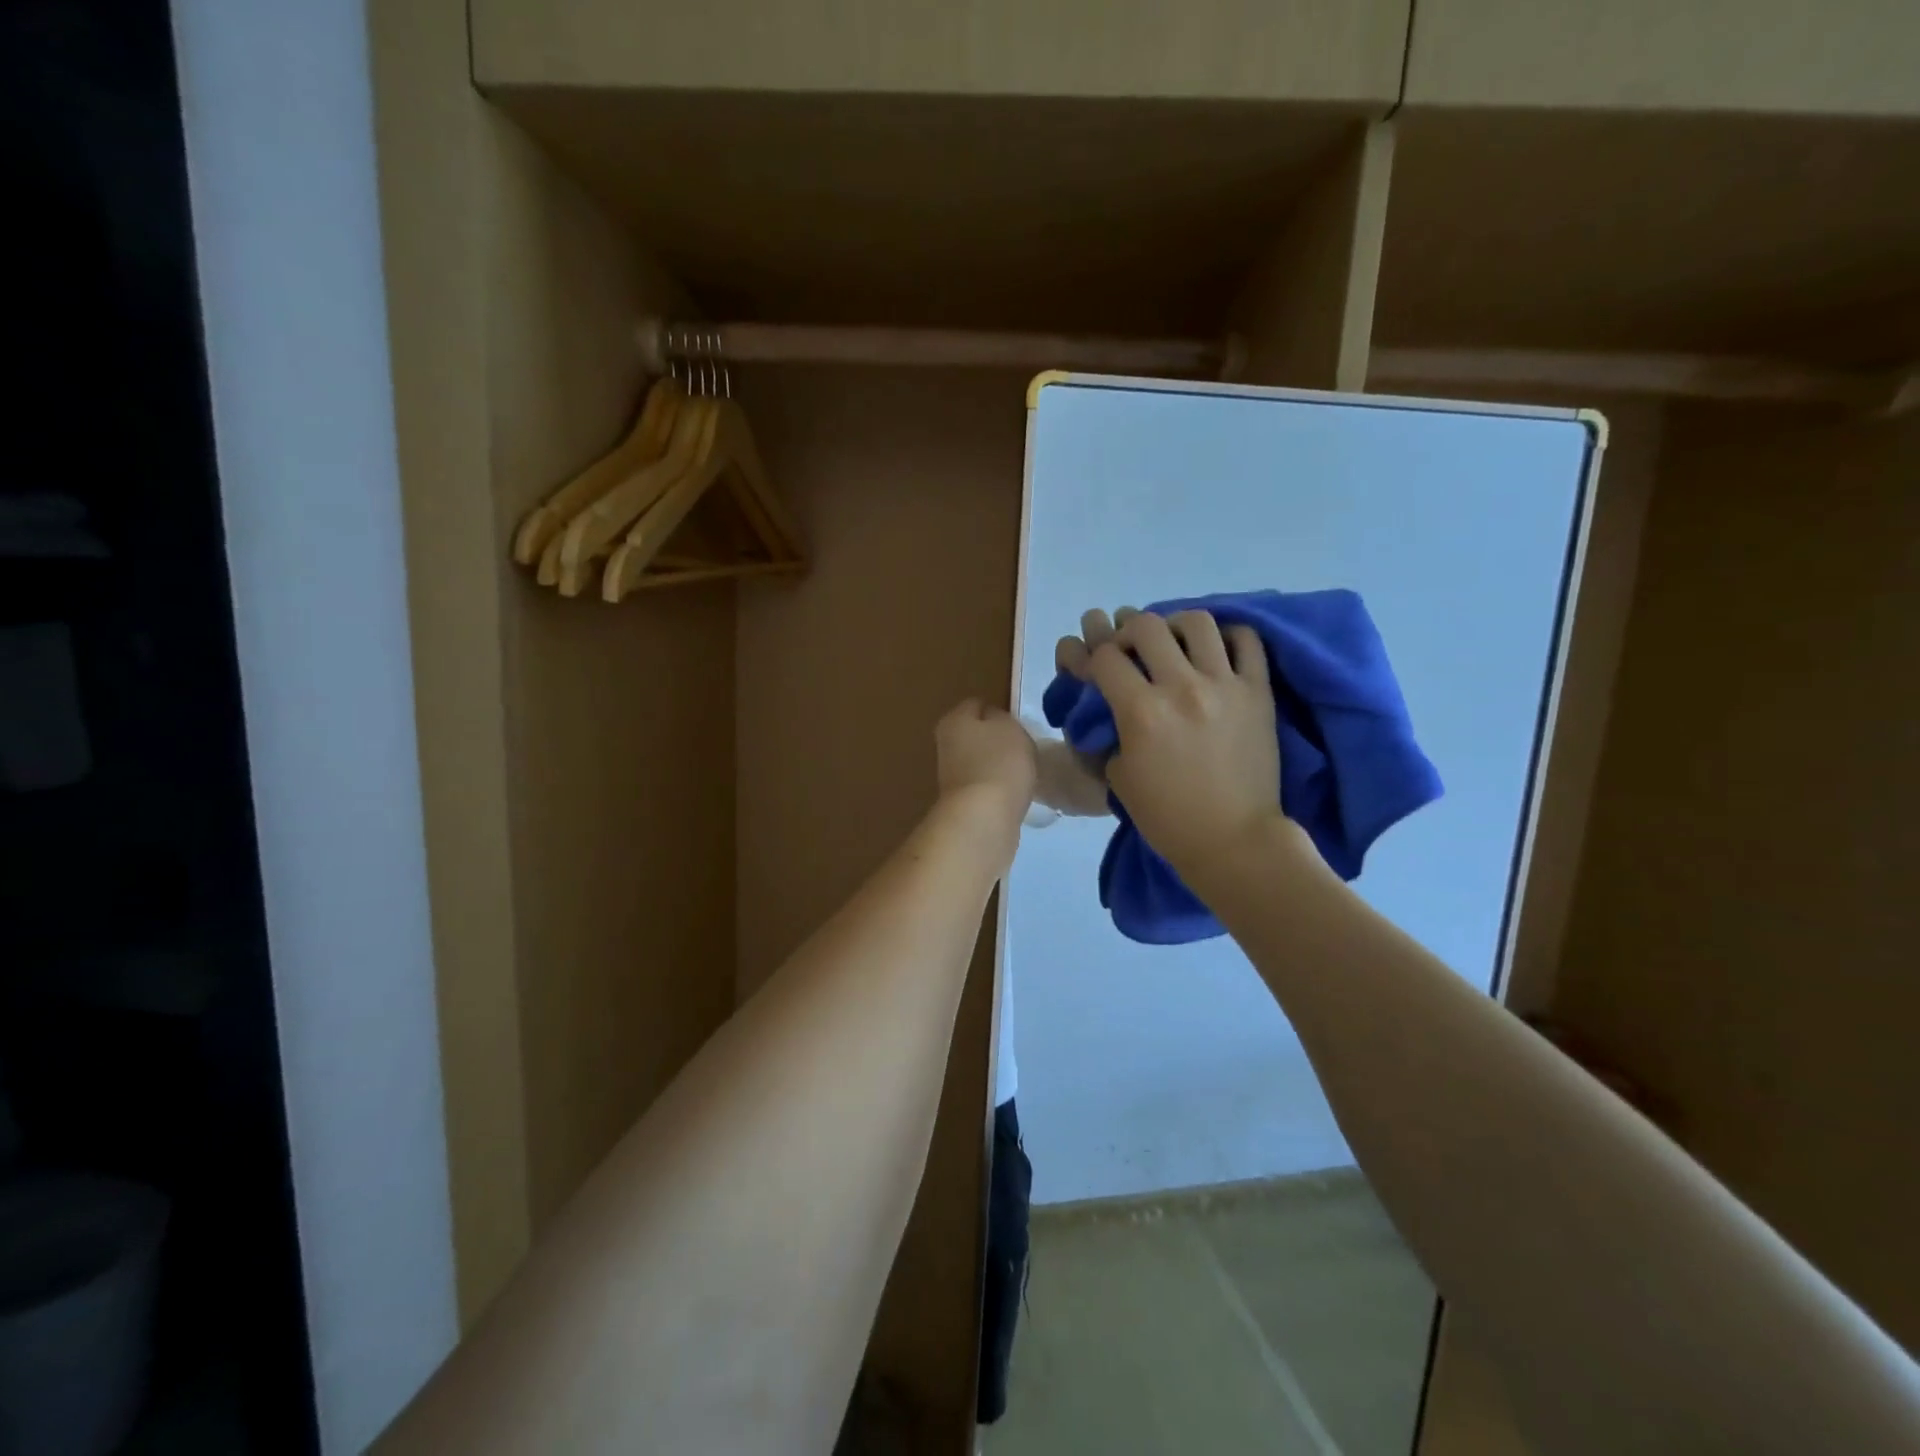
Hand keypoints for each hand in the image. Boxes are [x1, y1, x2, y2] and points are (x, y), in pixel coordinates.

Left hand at [935, 699, 1036, 826]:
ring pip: (981, 761)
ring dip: (999, 766)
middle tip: (1025, 748)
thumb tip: (994, 722)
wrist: (984, 819)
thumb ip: (1002, 718)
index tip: (1020, 725)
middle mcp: (946, 745)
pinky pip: (986, 786)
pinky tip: (1016, 794)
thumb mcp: (1009, 727)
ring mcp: (952, 776)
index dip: (1000, 711)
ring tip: (1024, 772)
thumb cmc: (999, 763)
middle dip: (998, 740)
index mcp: (953, 720)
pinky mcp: (962, 803)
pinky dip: (1000, 788)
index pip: (977, 704)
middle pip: (977, 734)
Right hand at [1055, 608, 1285, 878]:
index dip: (1093, 658)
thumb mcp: (1118, 778)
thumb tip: (1110, 710)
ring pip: (1197, 622)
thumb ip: (1110, 734)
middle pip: (1146, 626)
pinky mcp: (1258, 692)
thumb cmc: (1168, 818)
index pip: (1105, 658)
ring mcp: (1224, 685)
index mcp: (1141, 712)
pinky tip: (1215, 651)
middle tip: (1131, 651)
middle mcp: (1181, 687)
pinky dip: (1228, 636)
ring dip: (1175, 625)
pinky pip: (1247, 641)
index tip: (1096, 669)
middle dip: (1128, 632)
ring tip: (1174, 643)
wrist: (1233, 841)